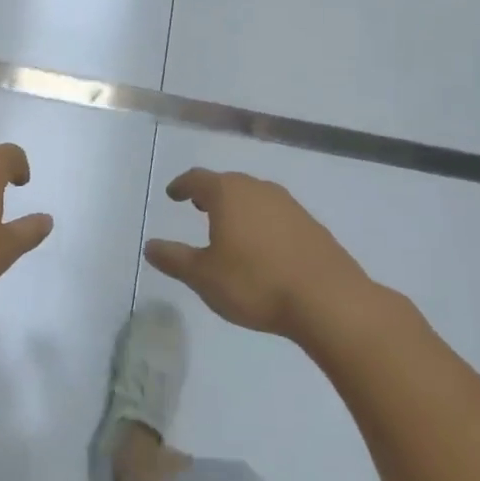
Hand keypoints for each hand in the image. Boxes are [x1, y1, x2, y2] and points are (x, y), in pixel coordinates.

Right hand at [143, 169, 385, 342]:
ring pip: (255, 197)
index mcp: (228, 194)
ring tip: (228, 227)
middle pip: (228, 183)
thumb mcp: (203, 276)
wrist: (329, 301)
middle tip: (197, 207)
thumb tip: (150, 246)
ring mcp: (290, 206)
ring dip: (238, 207)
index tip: (172, 194)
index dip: (182, 185)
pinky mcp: (312, 226)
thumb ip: (174, 258)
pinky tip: (262, 247)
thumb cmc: (255, 283)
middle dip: (210, 193)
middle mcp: (259, 190)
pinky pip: (277, 215)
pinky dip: (262, 222)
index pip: (197, 179)